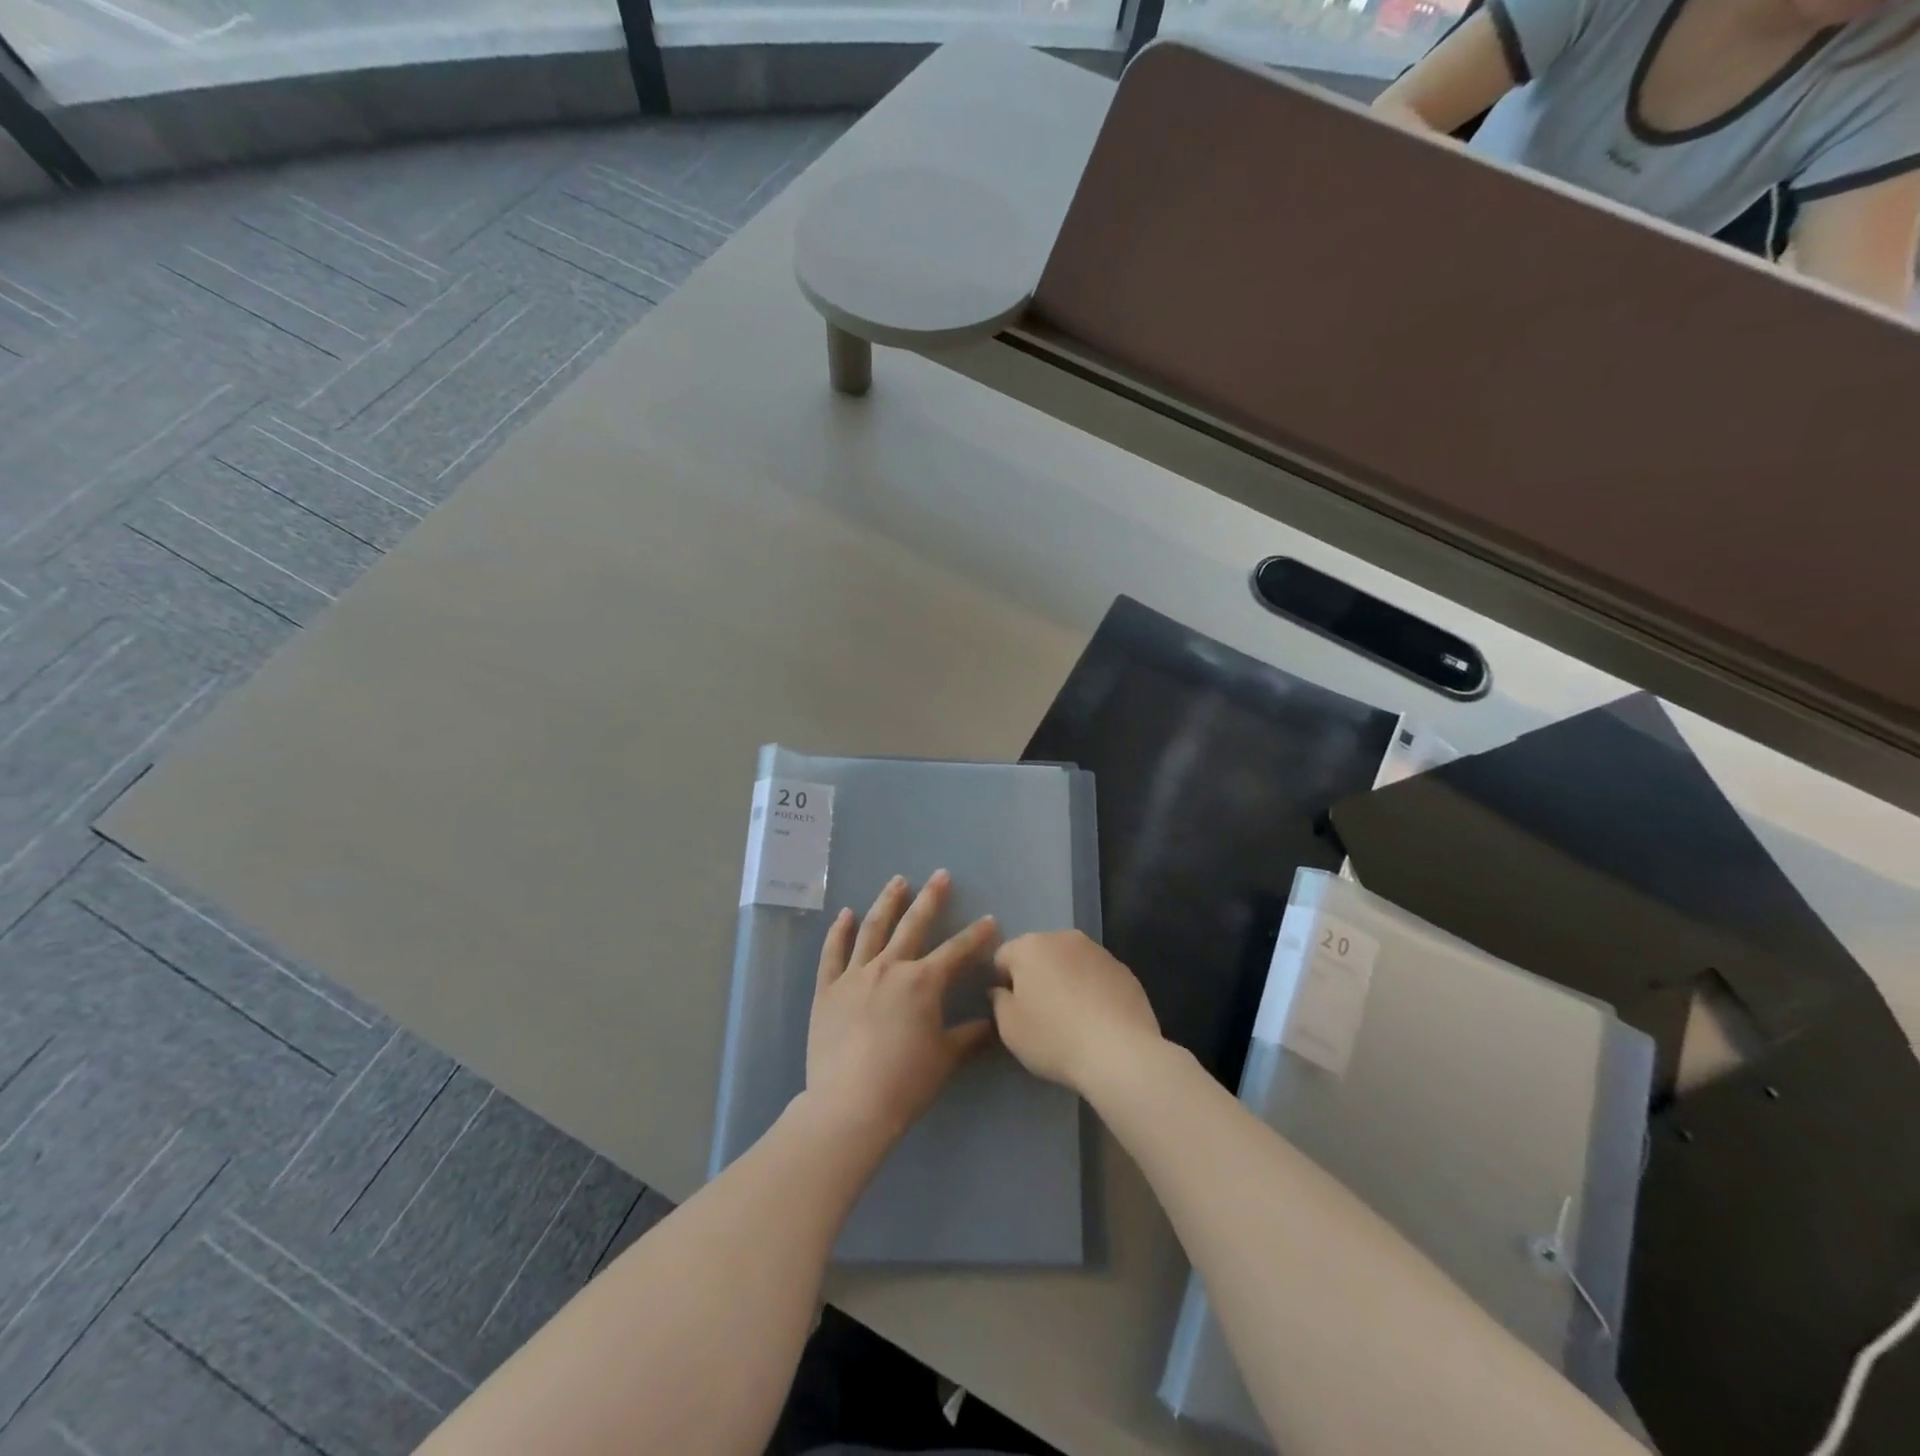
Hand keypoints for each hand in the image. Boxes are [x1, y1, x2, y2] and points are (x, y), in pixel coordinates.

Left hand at [805, 870, 998, 1146]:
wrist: (849, 1105)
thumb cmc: (905, 1083)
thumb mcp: (946, 1058)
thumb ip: (970, 1035)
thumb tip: (993, 1021)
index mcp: (922, 982)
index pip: (957, 951)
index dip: (976, 935)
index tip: (990, 919)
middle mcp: (890, 968)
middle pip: (913, 925)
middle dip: (931, 898)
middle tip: (940, 875)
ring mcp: (855, 975)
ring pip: (873, 928)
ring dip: (887, 902)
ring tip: (897, 881)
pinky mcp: (827, 989)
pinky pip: (833, 953)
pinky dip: (839, 931)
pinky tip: (845, 913)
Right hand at [989, 931, 1162, 1094]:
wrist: (1120, 1053)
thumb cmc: (1054, 1038)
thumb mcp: (1009, 1028)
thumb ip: (998, 1001)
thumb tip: (1002, 991)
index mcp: (1030, 946)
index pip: (1003, 956)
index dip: (1002, 983)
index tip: (1011, 1010)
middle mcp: (1064, 938)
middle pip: (1039, 954)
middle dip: (1035, 977)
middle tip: (1039, 1015)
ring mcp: (1098, 951)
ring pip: (1070, 963)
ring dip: (1065, 981)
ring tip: (1072, 1019)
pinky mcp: (1124, 969)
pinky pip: (1096, 976)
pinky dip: (1092, 990)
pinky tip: (1097, 1021)